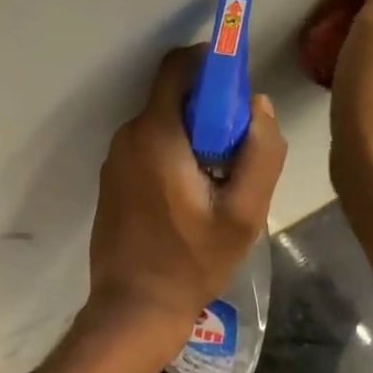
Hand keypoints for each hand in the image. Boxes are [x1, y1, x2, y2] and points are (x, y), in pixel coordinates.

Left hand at [83, 45, 287, 362]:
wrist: (133, 309)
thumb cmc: (191, 261)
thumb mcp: (244, 213)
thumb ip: (260, 153)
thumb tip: (259, 105)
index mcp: (156, 134)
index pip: (178, 67)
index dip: (211, 63)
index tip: (238, 84)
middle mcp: (129, 136)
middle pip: (173, 97)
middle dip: (209, 108)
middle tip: (239, 144)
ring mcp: (115, 159)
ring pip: (162, 124)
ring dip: (193, 135)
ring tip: (220, 178)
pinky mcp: (112, 180)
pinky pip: (148, 147)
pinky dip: (174, 153)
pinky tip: (192, 195)